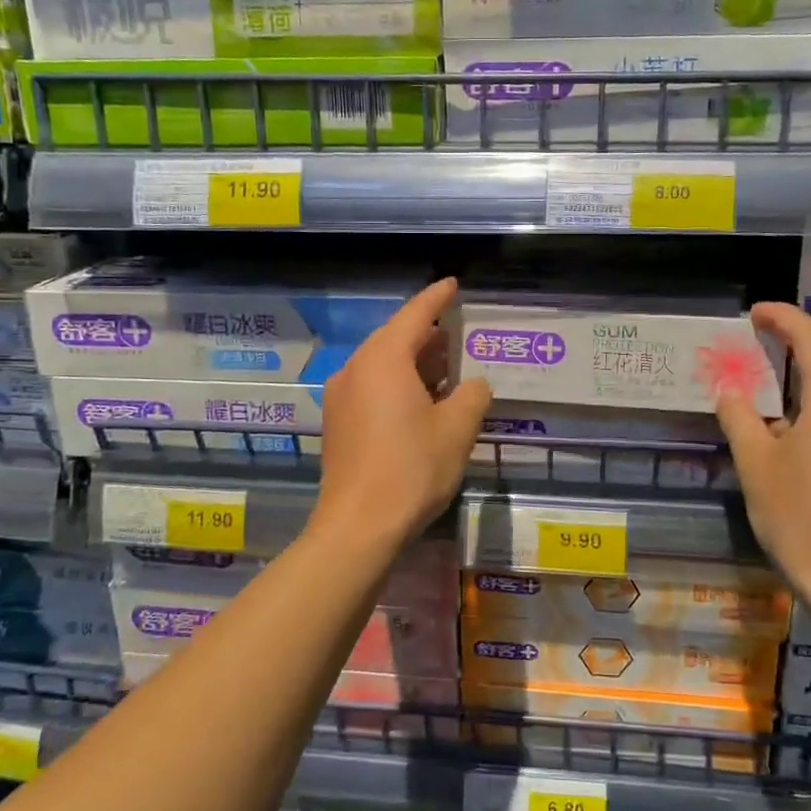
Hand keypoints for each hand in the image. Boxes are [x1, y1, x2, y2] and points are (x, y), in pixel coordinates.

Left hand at [312, 278, 491, 551]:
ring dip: (414, 364)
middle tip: (460, 336)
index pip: (415, 315)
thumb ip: (472, 395)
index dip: (437, 298)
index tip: (452, 284)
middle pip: (395, 338)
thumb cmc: (411, 469)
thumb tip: (473, 384)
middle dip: (428, 336)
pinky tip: (421, 403)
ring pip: (382, 365)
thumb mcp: (456, 429)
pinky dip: (397, 384)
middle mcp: (355, 368)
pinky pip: (371, 387)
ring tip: (447, 371)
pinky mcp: (337, 422)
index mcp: (383, 359)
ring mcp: (340, 396)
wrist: (358, 526)